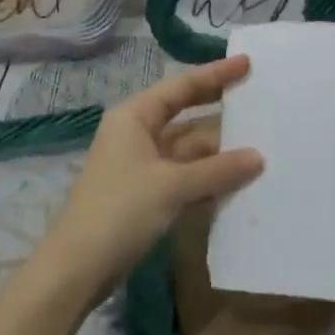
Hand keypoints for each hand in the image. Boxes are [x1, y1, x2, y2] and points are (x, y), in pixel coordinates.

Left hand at [33, 56, 262, 299]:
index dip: (215, 75)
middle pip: (184, 114)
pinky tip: (236, 179)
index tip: (247, 64)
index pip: (181, 86)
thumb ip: (217, 170)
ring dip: (217, 149)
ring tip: (259, 142)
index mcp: (134, 117)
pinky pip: (183, 175)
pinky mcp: (144, 195)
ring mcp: (139, 166)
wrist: (75, 271)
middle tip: (256, 98)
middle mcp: (136, 134)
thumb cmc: (119, 212)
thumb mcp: (172, 186)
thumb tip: (258, 157)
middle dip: (218, 108)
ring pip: (186, 148)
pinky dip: (207, 176)